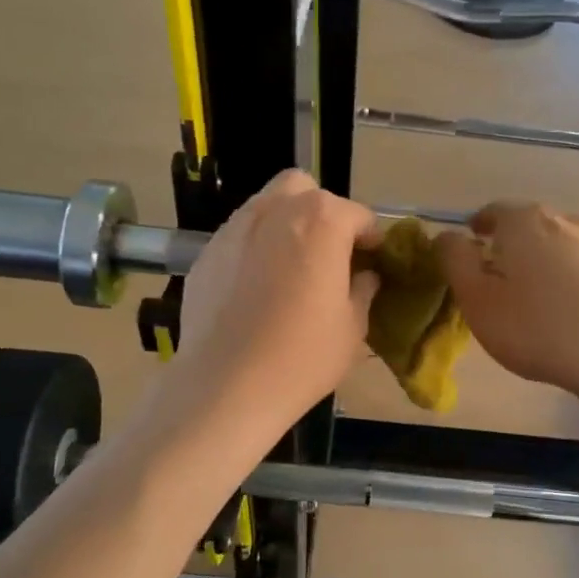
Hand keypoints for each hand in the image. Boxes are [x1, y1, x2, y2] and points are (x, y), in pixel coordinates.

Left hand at [178, 171, 382, 423]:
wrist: (226, 387)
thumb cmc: (303, 356)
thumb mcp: (353, 327)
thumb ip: (363, 289)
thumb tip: (364, 275)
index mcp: (322, 221)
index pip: (358, 215)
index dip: (371, 239)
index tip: (372, 264)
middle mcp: (276, 210)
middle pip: (306, 190)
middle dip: (322, 213)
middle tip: (328, 254)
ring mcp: (235, 228)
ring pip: (267, 205)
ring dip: (286, 224)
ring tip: (290, 268)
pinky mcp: (206, 253)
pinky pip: (239, 236)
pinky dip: (254, 248)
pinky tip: (255, 288)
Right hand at [434, 202, 578, 404]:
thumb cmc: (536, 330)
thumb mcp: (477, 301)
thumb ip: (456, 261)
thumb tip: (446, 235)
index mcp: (524, 224)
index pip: (495, 211)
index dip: (480, 224)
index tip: (472, 240)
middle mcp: (566, 221)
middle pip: (533, 220)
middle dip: (516, 237)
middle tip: (503, 266)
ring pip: (572, 231)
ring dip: (556, 245)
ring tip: (547, 272)